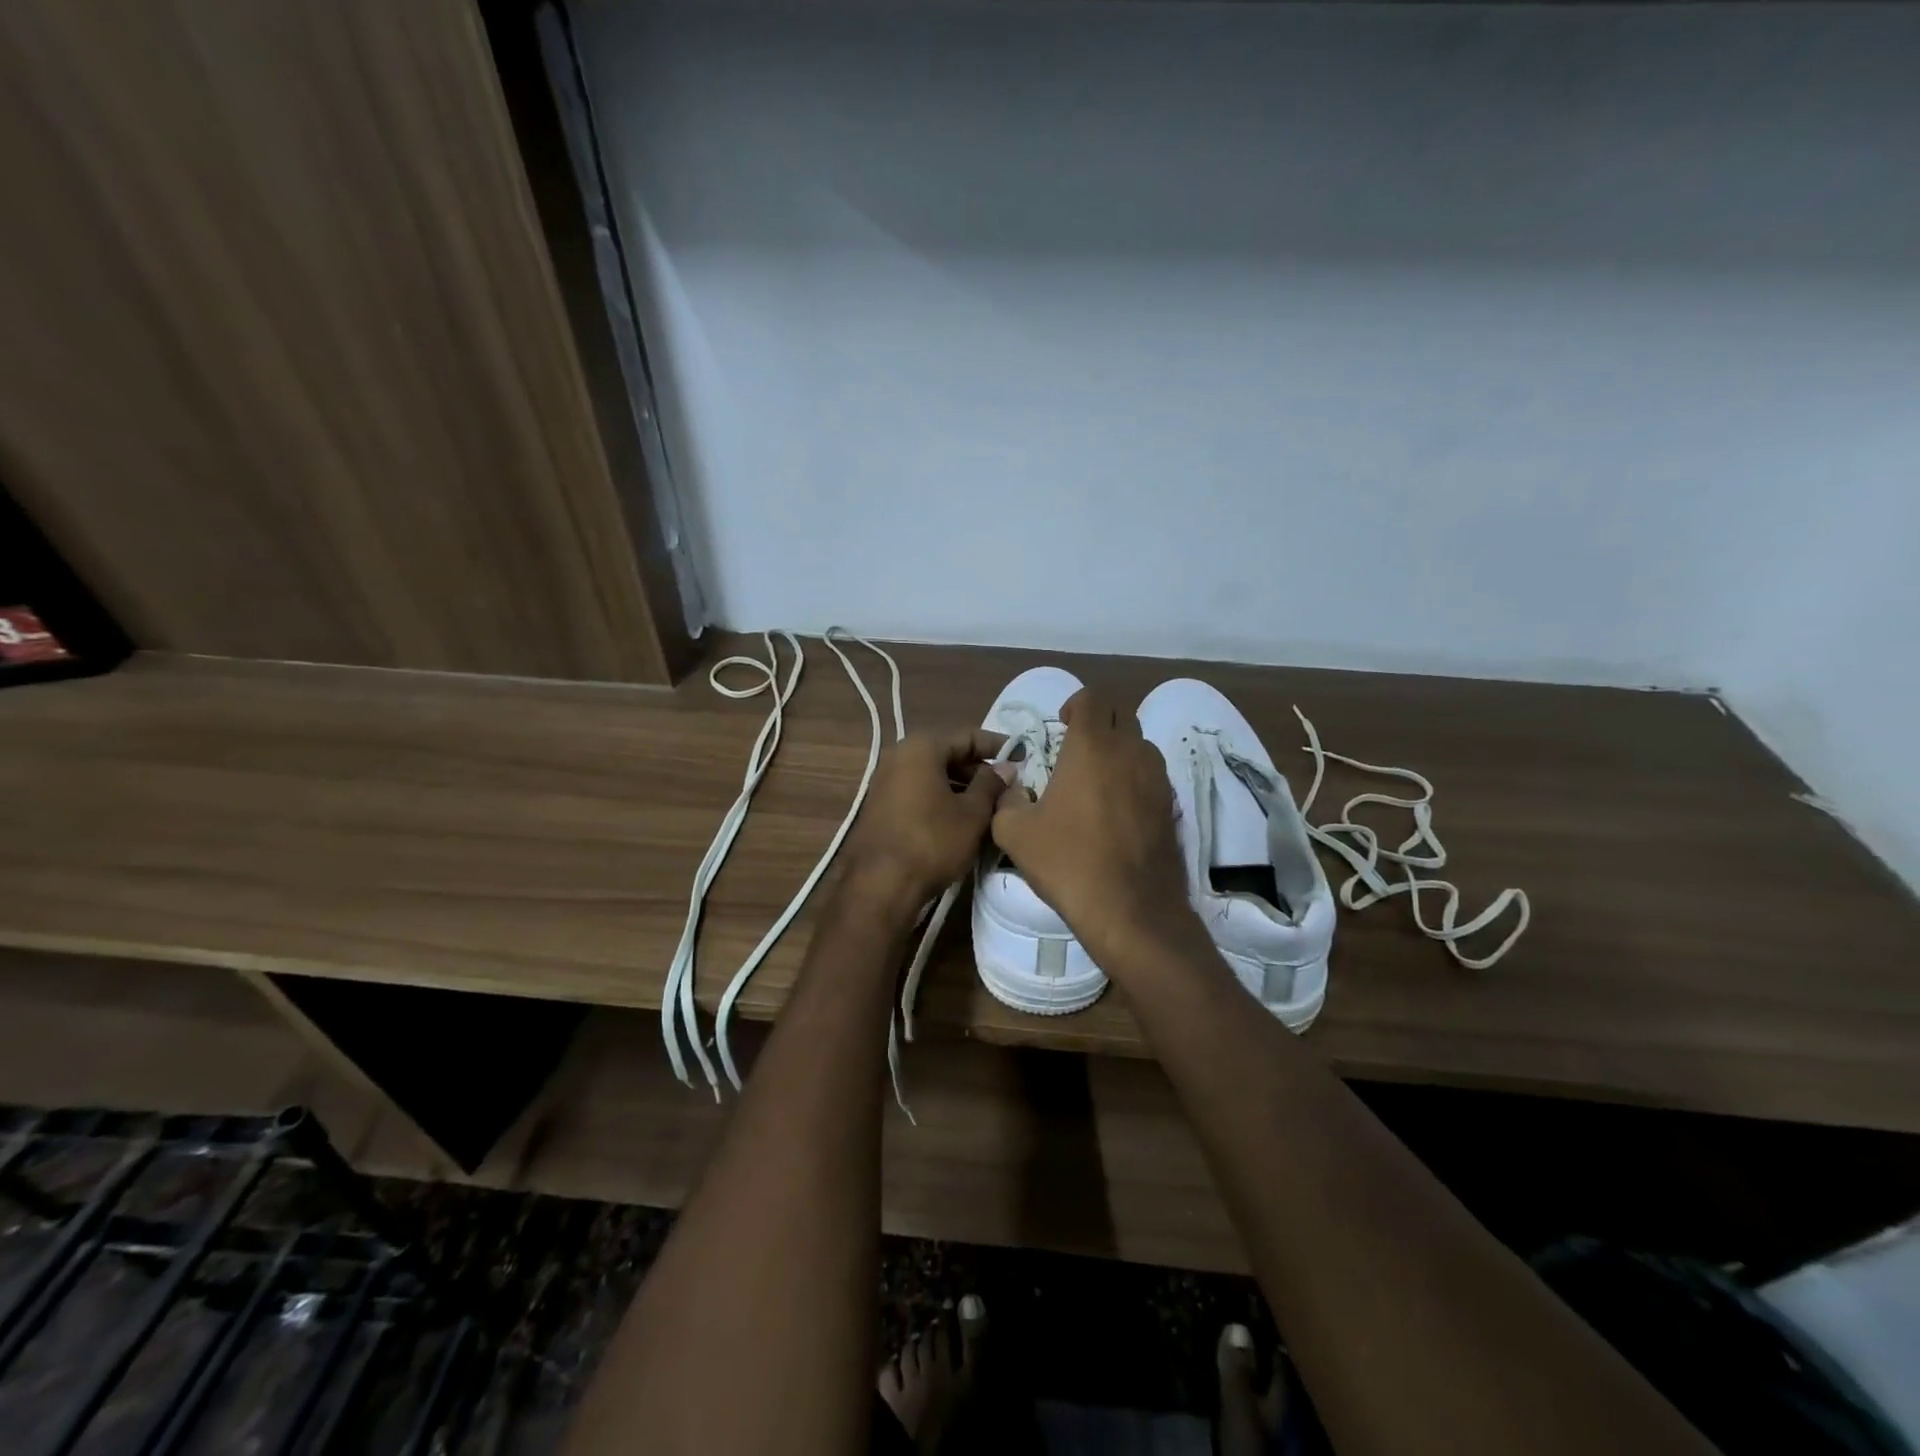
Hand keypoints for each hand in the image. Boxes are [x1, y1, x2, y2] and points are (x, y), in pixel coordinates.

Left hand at [844, 729, 1009, 915]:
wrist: (880, 885)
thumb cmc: (933, 841)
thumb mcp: (972, 813)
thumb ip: (992, 785)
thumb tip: (1006, 768)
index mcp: (922, 747)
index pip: (969, 736)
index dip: (999, 746)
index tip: (1023, 756)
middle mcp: (899, 755)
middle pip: (948, 754)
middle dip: (979, 769)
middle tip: (1008, 787)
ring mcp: (885, 780)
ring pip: (934, 775)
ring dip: (962, 786)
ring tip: (990, 806)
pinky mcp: (881, 805)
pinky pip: (919, 791)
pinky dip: (942, 798)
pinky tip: (962, 818)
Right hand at [990, 689, 1198, 969]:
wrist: (1130, 909)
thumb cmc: (1067, 862)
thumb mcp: (1014, 832)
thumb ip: (1007, 800)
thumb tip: (1015, 789)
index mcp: (1092, 746)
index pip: (1093, 697)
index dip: (1075, 704)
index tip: (1062, 727)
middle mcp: (1130, 751)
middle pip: (1121, 714)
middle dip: (1098, 722)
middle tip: (1076, 750)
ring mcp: (1157, 778)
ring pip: (1140, 743)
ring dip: (1119, 749)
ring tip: (1097, 779)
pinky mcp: (1172, 805)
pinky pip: (1152, 774)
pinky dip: (1135, 777)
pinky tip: (1117, 810)